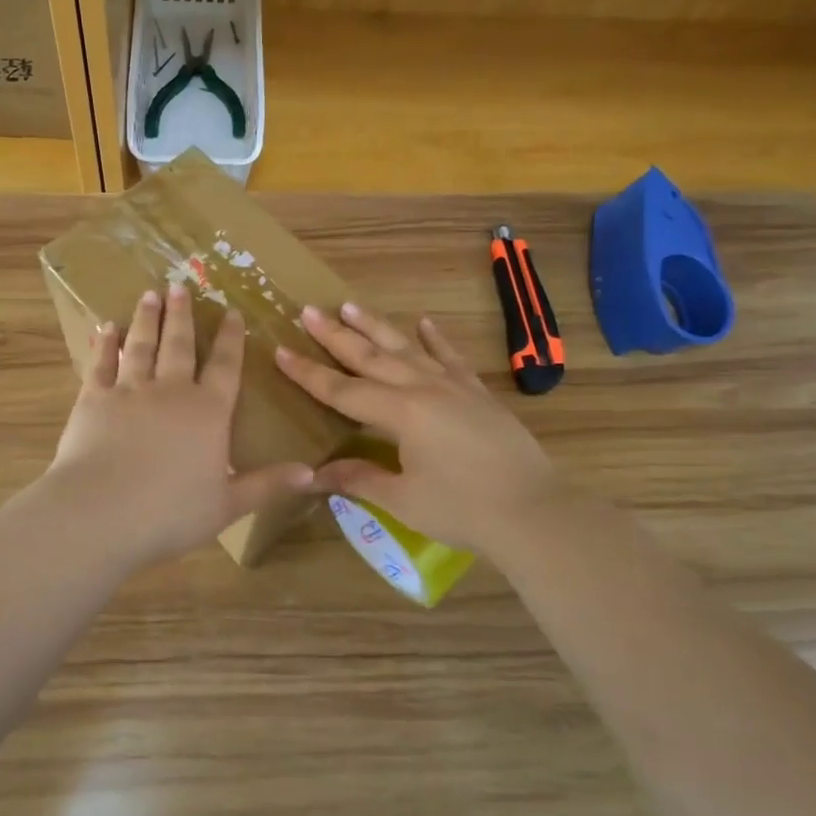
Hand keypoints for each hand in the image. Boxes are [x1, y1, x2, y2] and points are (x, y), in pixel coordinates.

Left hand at [48, 284, 314, 565]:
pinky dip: (104, 344)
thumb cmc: (171, 512)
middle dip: (183, 315)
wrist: (101, 512)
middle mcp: (171, 391)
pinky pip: (100, 363)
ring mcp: (129, 390)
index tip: (232, 313)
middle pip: (180, 345)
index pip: (226, 367)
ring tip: (151, 294)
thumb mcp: (229, 504)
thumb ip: (268, 484)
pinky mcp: (92, 399)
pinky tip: (106, 327)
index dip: (231, 339)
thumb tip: (312, 474)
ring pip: (142, 345)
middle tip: (180, 286)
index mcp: (208, 412)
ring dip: (148, 319)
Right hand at [273, 302, 559, 553]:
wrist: (534, 511)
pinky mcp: (477, 393)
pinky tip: (424, 323)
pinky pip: (450, 358)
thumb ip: (359, 479)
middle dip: (335, 335)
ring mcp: (453, 386)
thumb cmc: (463, 509)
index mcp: (400, 412)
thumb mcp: (403, 499)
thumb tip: (316, 473)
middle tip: (308, 311)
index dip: (308, 373)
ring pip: (406, 348)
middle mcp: (423, 388)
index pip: (342, 390)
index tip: (281, 350)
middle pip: (370, 356)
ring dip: (376, 326)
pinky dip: (435, 339)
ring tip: (350, 305)